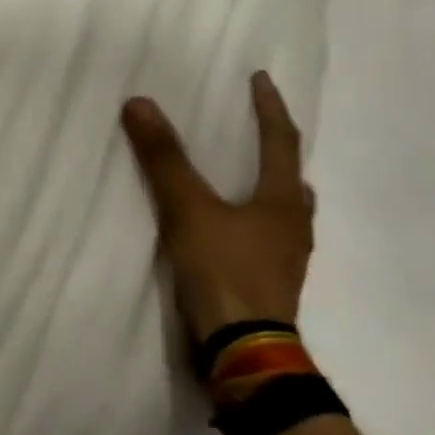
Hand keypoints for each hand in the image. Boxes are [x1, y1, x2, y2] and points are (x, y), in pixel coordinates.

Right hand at [122, 72, 314, 338]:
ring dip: (269, 186)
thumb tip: (140, 103)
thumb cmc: (224, 272)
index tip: (260, 79)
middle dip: (276, 148)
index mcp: (284, 201)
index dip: (269, 107)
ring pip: (284, 209)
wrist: (244, 355)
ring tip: (246, 175)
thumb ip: (164, 159)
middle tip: (256, 128)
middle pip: (291, 176)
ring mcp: (286, 259)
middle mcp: (294, 226)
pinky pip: (267, 236)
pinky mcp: (271, 284)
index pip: (281, 141)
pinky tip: (234, 227)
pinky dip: (253, 217)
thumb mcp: (188, 209)